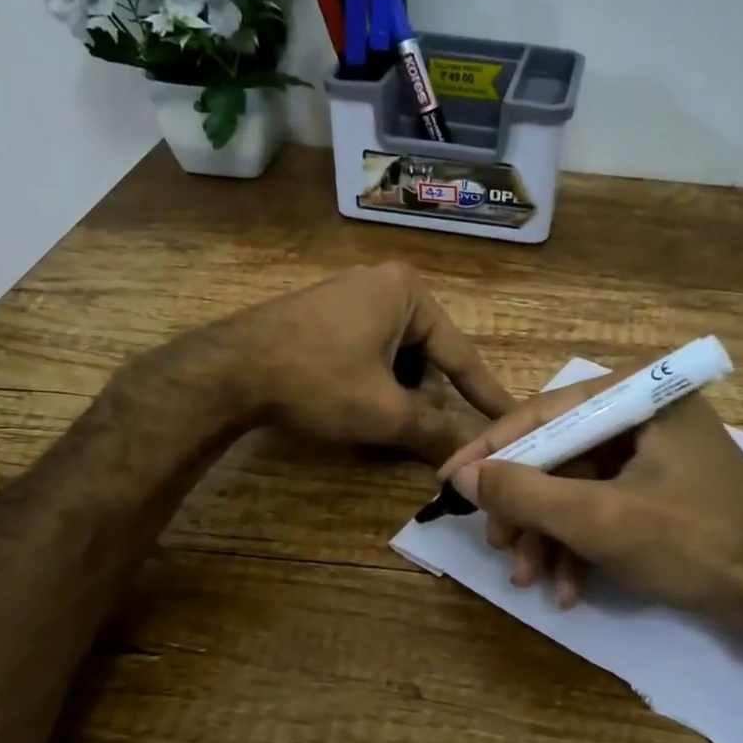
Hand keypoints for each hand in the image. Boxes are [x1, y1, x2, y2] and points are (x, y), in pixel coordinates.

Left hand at [228, 263, 513, 462]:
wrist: (229, 368)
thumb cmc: (317, 380)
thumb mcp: (384, 412)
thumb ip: (432, 432)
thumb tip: (466, 458)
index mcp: (409, 294)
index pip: (461, 355)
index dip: (486, 395)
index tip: (513, 418)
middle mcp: (384, 283)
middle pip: (426, 355)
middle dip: (422, 397)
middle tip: (411, 431)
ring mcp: (351, 294)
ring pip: (396, 356)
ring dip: (395, 392)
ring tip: (375, 419)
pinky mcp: (326, 312)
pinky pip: (368, 349)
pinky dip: (371, 380)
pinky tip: (351, 402)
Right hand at [437, 370, 742, 637]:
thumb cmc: (693, 545)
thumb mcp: (600, 520)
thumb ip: (526, 494)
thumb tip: (465, 476)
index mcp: (641, 397)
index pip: (547, 411)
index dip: (493, 449)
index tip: (450, 480)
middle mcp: (646, 414)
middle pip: (559, 453)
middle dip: (526, 507)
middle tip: (498, 546)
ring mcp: (654, 453)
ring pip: (577, 486)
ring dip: (549, 535)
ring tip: (529, 578)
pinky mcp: (659, 489)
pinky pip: (603, 506)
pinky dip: (580, 545)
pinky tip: (567, 588)